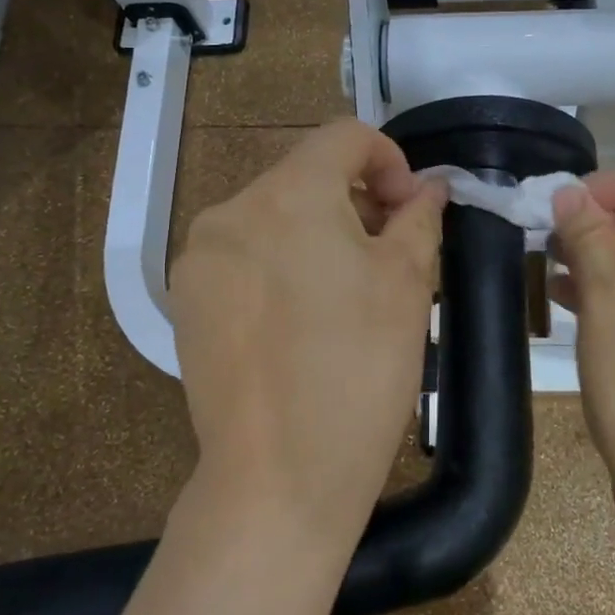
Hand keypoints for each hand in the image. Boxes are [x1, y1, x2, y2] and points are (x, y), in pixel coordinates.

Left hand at [168, 120, 445, 556]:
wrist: (278, 478)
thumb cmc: (358, 370)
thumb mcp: (408, 284)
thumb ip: (419, 216)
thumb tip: (428, 187)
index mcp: (289, 193)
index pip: (344, 136)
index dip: (389, 160)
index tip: (409, 210)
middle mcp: (232, 209)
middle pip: (306, 175)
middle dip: (355, 200)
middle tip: (388, 256)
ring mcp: (199, 256)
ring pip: (273, 216)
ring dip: (316, 232)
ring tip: (345, 294)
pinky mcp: (185, 300)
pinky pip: (244, 255)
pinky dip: (279, 264)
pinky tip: (299, 321)